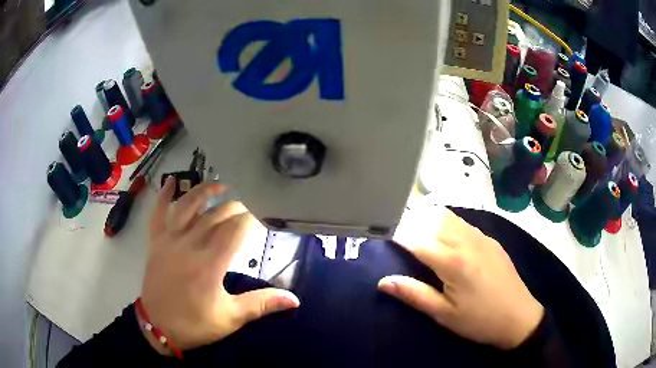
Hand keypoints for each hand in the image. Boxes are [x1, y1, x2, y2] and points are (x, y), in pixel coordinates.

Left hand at [139, 178, 299, 353]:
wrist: (158, 327)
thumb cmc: (195, 323)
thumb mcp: (231, 318)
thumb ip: (261, 304)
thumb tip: (294, 299)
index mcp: (211, 264)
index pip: (236, 230)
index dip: (251, 219)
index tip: (262, 216)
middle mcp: (190, 244)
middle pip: (216, 216)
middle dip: (235, 207)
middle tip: (248, 207)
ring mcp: (170, 240)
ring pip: (188, 206)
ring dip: (205, 192)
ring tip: (221, 186)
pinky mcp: (156, 241)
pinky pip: (159, 212)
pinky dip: (164, 195)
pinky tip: (171, 180)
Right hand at [378, 205, 542, 349]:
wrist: (519, 317)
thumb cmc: (478, 320)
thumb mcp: (444, 314)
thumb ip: (414, 294)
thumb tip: (383, 281)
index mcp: (453, 262)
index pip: (417, 239)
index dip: (397, 236)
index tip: (383, 237)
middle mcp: (467, 242)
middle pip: (433, 219)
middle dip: (412, 222)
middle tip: (399, 235)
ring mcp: (482, 237)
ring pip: (449, 216)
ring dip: (429, 219)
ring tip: (419, 233)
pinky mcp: (491, 240)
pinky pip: (464, 223)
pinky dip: (447, 223)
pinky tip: (446, 239)